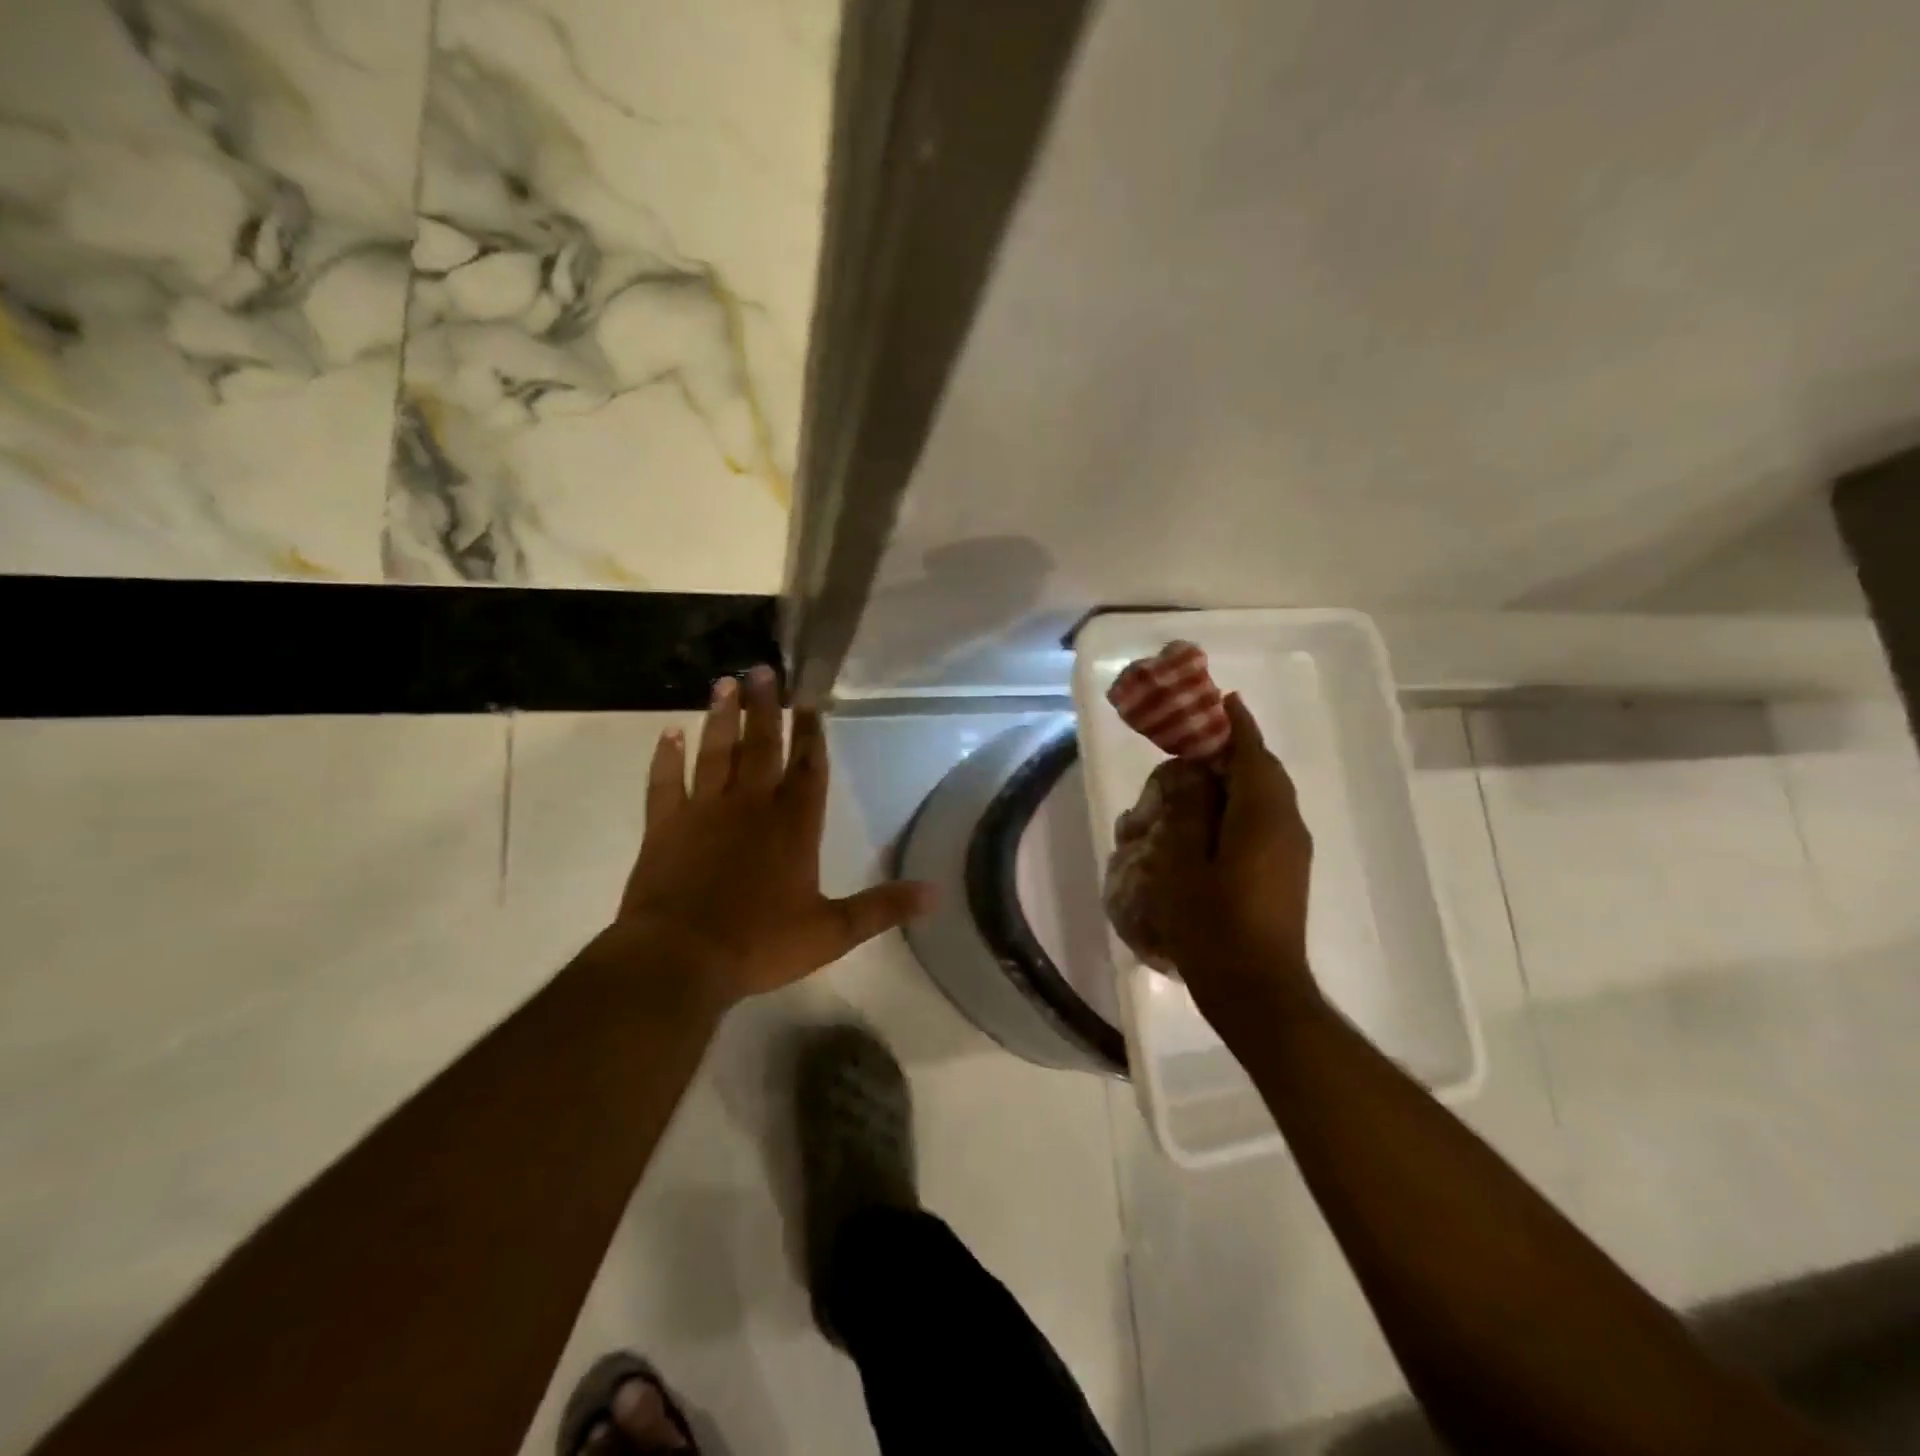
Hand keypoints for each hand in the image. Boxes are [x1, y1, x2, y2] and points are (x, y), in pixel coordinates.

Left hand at [615, 666, 933, 1006]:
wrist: (679, 960)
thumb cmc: (758, 944)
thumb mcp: (832, 933)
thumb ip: (882, 908)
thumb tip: (936, 893)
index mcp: (793, 827)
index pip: (808, 770)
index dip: (811, 734)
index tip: (809, 699)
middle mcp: (751, 807)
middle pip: (761, 747)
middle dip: (766, 708)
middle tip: (764, 670)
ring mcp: (704, 813)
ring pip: (715, 753)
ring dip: (721, 718)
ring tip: (726, 682)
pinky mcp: (664, 827)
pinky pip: (665, 783)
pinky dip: (666, 758)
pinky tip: (668, 734)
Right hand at [1132, 693, 1318, 1020]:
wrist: (1257, 991)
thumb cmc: (1212, 924)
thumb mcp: (1183, 862)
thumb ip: (1188, 809)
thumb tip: (1195, 772)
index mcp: (1263, 815)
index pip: (1252, 754)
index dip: (1235, 725)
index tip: (1220, 701)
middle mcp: (1286, 825)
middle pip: (1263, 772)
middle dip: (1234, 750)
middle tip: (1194, 744)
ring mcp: (1292, 852)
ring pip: (1266, 798)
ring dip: (1236, 780)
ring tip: (1195, 782)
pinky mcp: (1287, 873)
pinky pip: (1266, 821)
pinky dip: (1240, 806)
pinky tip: (1209, 823)